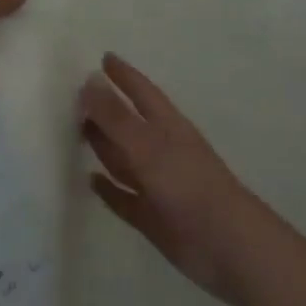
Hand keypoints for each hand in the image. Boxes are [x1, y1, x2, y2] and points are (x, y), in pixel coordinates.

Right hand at [81, 52, 276, 305]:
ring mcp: (158, 185)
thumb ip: (117, 117)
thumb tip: (88, 80)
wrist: (228, 247)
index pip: (142, 92)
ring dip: (103, 145)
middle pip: (129, 124)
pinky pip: (124, 197)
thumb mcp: (149, 146)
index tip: (104, 57)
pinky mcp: (153, 217)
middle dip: (106, 109)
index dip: (124, 75)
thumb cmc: (190, 187)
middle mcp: (162, 151)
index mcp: (167, 127)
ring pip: (124, 159)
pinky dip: (109, 189)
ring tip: (77, 130)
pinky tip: (90, 181)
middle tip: (77, 95)